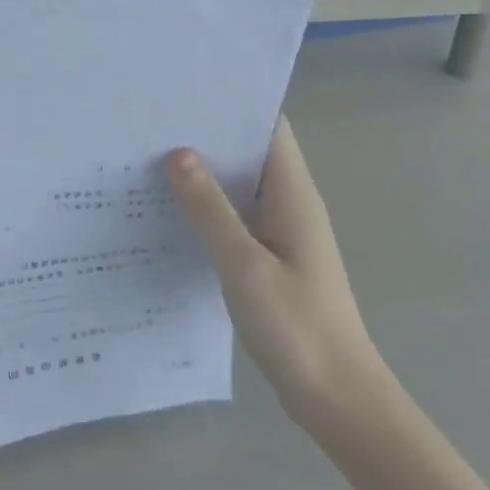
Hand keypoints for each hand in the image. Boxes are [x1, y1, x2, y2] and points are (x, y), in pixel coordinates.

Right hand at [167, 121, 385, 431]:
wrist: (339, 399)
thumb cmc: (297, 327)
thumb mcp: (245, 264)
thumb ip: (210, 208)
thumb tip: (178, 152)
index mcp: (294, 194)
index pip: (269, 127)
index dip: (234, 102)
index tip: (186, 90)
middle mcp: (290, 204)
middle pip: (250, 152)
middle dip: (208, 134)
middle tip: (152, 121)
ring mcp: (281, 233)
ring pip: (240, 187)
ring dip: (204, 172)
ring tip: (150, 155)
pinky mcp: (270, 259)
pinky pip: (236, 218)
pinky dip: (208, 207)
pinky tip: (170, 210)